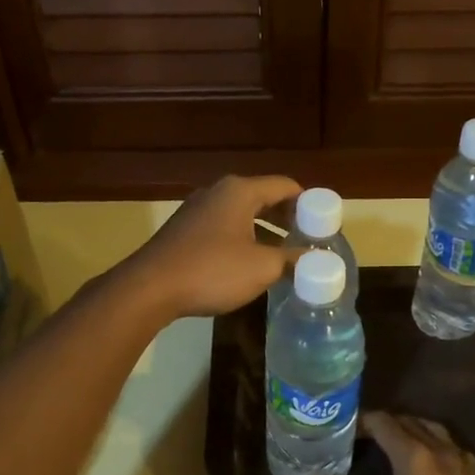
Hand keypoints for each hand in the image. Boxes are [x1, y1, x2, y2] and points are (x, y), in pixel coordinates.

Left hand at [118, 174, 300, 319]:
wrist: (150, 288)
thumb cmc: (212, 270)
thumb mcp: (262, 267)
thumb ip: (294, 260)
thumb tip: (318, 260)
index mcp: (240, 191)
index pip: (285, 186)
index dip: (309, 204)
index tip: (324, 225)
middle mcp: (218, 192)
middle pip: (264, 197)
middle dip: (288, 218)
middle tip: (308, 240)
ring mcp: (197, 210)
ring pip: (242, 214)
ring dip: (265, 231)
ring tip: (284, 254)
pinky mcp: (184, 231)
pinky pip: (224, 228)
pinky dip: (243, 239)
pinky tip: (249, 264)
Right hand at [302, 413, 474, 474]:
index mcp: (413, 457)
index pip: (384, 423)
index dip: (362, 422)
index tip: (344, 431)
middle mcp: (439, 452)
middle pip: (410, 422)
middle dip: (385, 424)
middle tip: (362, 438)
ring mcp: (462, 466)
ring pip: (434, 431)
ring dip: (412, 429)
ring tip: (392, 443)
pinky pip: (452, 448)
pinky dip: (435, 444)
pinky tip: (426, 463)